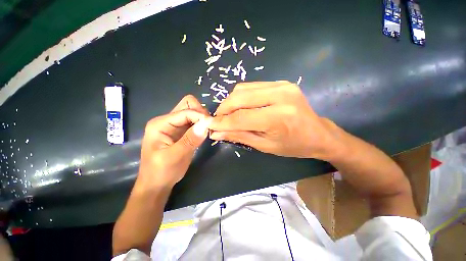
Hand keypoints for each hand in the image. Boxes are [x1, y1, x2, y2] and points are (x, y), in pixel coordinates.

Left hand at [136, 95, 211, 189]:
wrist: (157, 184)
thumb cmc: (161, 172)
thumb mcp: (174, 157)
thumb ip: (190, 140)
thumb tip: (206, 124)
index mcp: (161, 123)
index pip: (185, 111)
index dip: (200, 116)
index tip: (211, 126)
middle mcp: (167, 121)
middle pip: (188, 106)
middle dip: (201, 113)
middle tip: (209, 126)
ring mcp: (175, 126)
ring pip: (193, 113)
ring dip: (202, 119)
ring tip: (208, 130)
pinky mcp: (182, 132)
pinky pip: (194, 122)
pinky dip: (202, 125)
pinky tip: (205, 133)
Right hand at [209, 81, 338, 158]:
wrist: (319, 134)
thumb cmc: (293, 146)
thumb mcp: (265, 146)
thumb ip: (239, 136)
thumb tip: (216, 132)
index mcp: (278, 118)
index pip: (240, 117)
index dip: (222, 122)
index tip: (209, 125)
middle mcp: (280, 96)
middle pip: (239, 98)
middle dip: (223, 109)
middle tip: (218, 119)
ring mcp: (282, 86)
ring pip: (243, 89)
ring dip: (231, 102)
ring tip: (229, 114)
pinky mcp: (281, 83)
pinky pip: (252, 86)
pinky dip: (242, 96)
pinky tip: (242, 106)